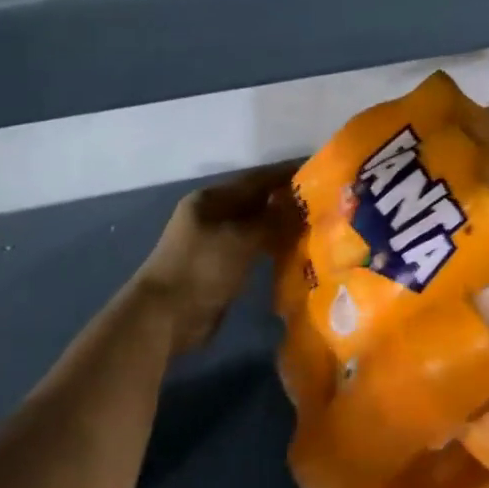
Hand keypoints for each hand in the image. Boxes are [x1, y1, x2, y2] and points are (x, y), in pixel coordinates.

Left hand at [129, 163, 301, 352]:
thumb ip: (273, 220)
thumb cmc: (201, 267)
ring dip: (281, 226)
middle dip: (286, 201)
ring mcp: (215, 242)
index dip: (285, 174)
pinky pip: (252, 250)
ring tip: (315, 226)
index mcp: (212, 199)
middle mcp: (213, 215)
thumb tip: (301, 205)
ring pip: (256, 227)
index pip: (256, 179)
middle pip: (256, 202)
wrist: (165, 317)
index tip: (317, 170)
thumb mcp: (240, 239)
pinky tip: (295, 252)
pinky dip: (272, 248)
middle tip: (323, 202)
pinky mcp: (220, 268)